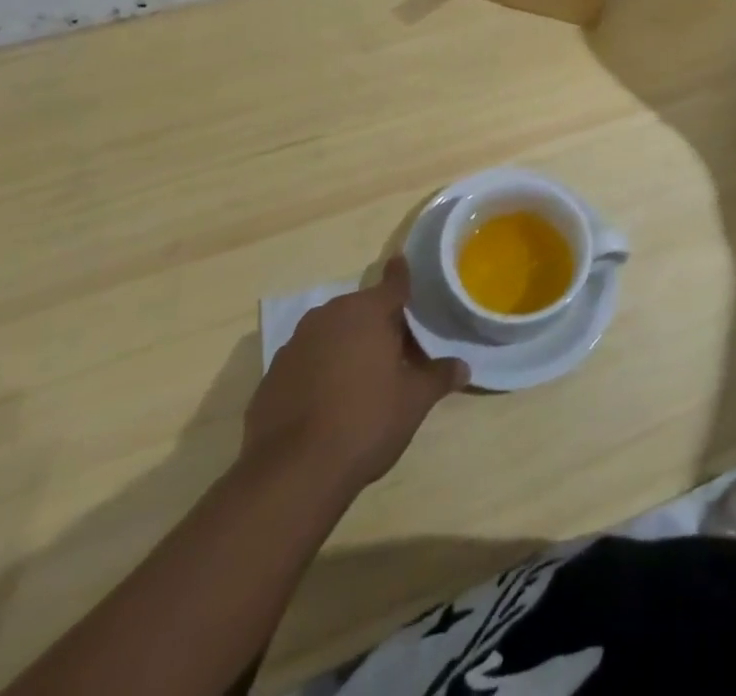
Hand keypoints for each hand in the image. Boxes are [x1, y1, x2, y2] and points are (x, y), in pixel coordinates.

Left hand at [243, 256, 467, 493]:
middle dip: (380, 323)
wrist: (292, 472)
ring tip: (364, 377)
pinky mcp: (273, 373)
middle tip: (398, 350)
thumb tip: (462, 366)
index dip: (402, 275)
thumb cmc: (365, 422)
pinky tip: (329, 400)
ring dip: (348, 345)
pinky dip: (321, 369)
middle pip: (363, 309)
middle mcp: (330, 315)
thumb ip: (438, 377)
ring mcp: (296, 343)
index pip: (393, 282)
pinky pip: (308, 359)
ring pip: (333, 332)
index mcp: (368, 312)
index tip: (403, 263)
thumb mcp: (414, 401)